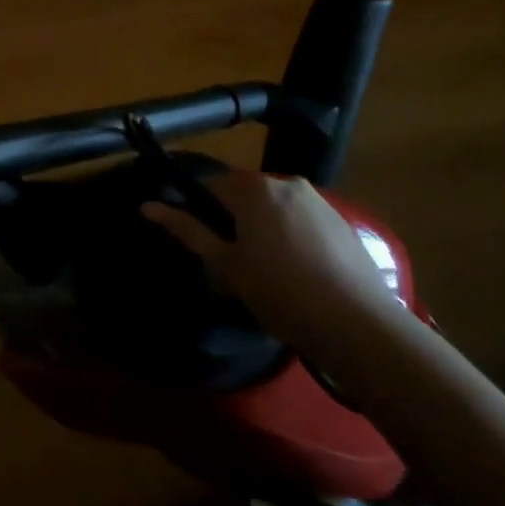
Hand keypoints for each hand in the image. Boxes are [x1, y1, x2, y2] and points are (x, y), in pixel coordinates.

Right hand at [144, 170, 402, 353]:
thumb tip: (147, 205)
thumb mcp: (226, 264)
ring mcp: (318, 199)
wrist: (357, 324)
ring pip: (275, 209)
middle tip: (235, 267)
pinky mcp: (342, 221)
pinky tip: (299, 275)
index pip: (211, 186)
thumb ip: (188, 230)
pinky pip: (303, 221)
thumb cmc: (279, 291)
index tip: (207, 247)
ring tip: (269, 275)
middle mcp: (285, 181)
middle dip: (236, 223)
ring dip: (265, 230)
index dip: (202, 214)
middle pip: (245, 196)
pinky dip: (293, 238)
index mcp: (253, 187)